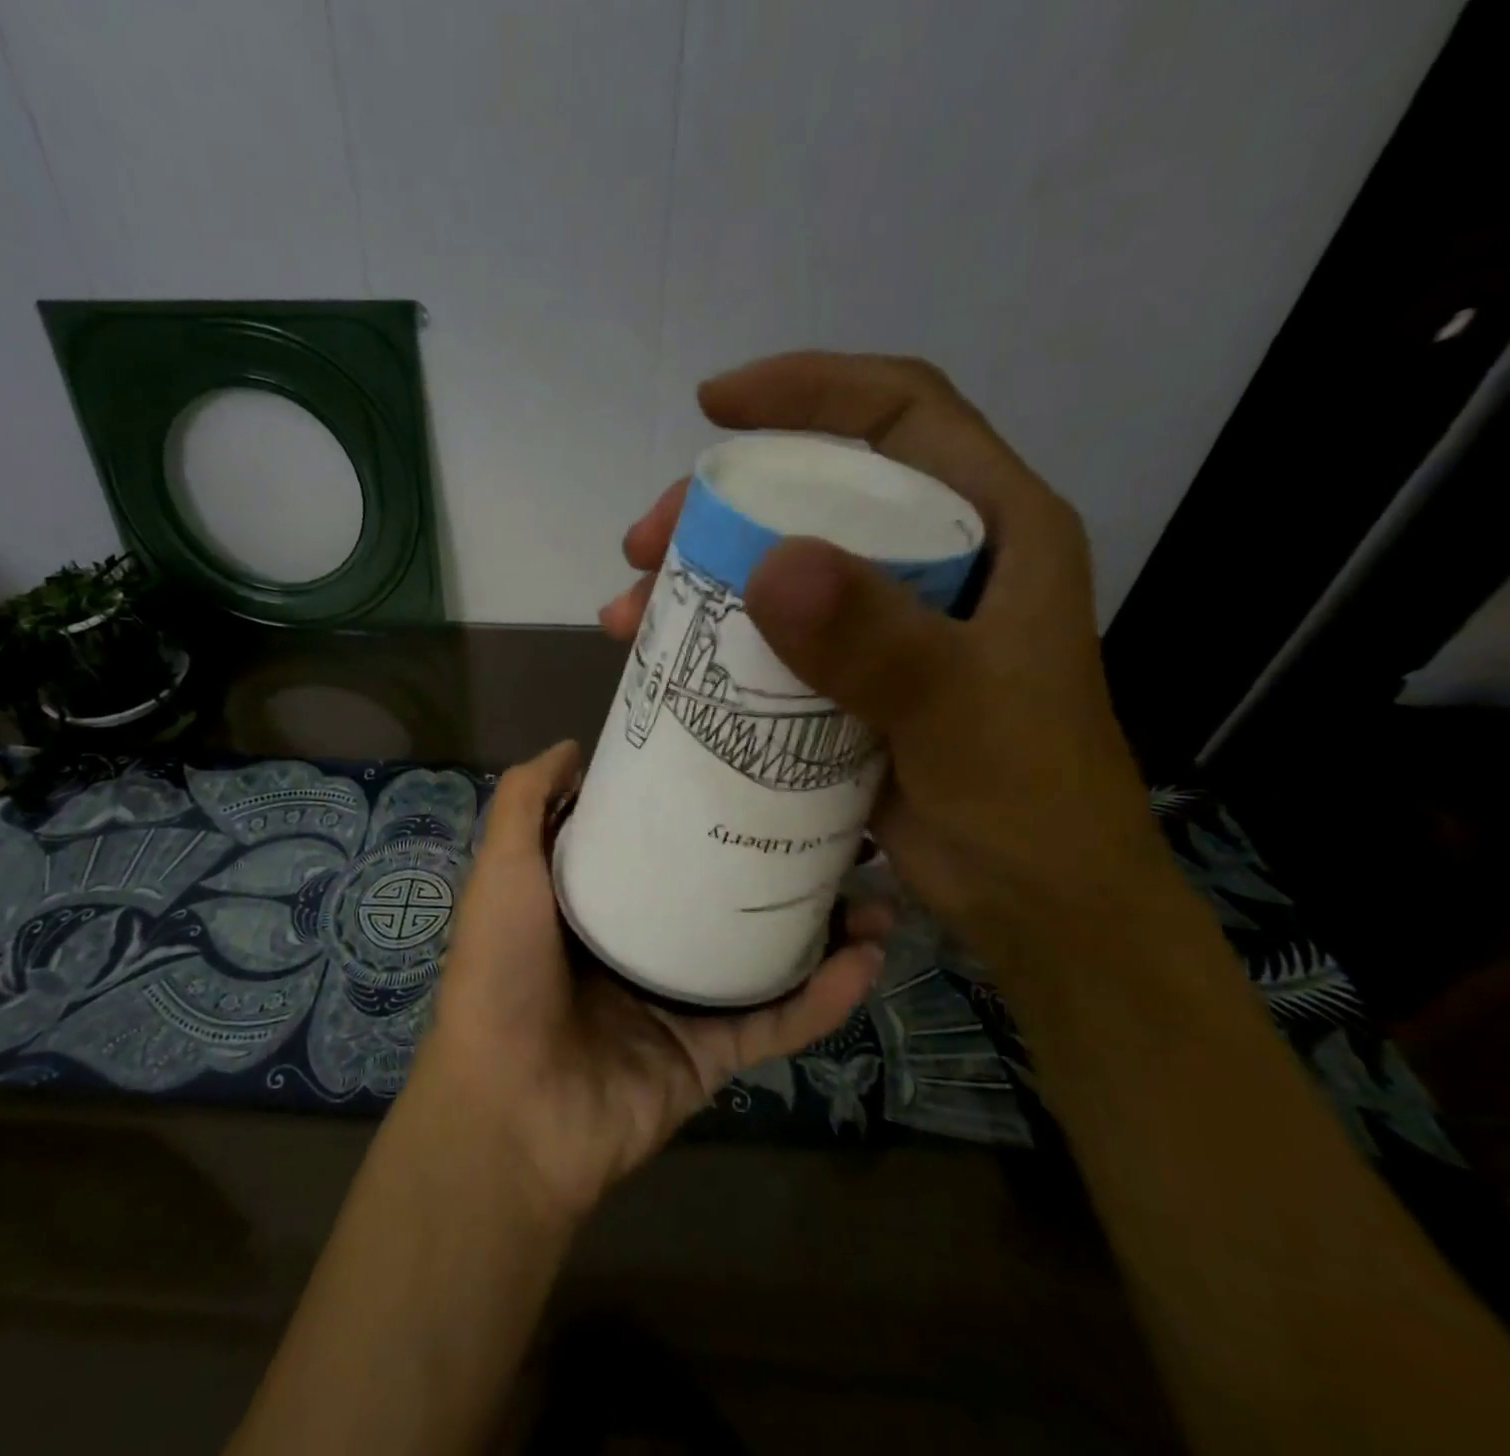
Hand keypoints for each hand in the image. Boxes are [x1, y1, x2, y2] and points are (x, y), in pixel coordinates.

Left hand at [415, 739, 880, 1220]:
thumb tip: (573, 747)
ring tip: (878, 891)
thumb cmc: (502, 970)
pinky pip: (778, 1021)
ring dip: (824, 929)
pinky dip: (825, 997)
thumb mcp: (503, 868)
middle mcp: (640, 946)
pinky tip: (869, 958)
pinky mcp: (711, 1055)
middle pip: (720, 897)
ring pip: (764, 957)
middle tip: (838, 830)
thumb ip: (526, 802)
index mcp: (594, 903)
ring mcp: (679, 1003)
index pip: (656, 845)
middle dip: (777, 866)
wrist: (510, 1109)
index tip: (748, 773)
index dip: (697, 810)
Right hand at [601, 352, 1176, 984]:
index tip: (714, 406)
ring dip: (699, 579)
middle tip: (645, 543)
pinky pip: (773, 636)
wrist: (1039, 907)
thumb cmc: (1027, 805)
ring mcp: (892, 623)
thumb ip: (875, 641)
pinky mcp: (854, 679)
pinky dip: (715, 640)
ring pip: (783, 567)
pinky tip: (662, 661)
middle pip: (819, 492)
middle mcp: (941, 562)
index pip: (900, 415)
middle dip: (720, 505)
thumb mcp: (956, 714)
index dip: (809, 388)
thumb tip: (770, 563)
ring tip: (629, 613)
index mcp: (996, 531)